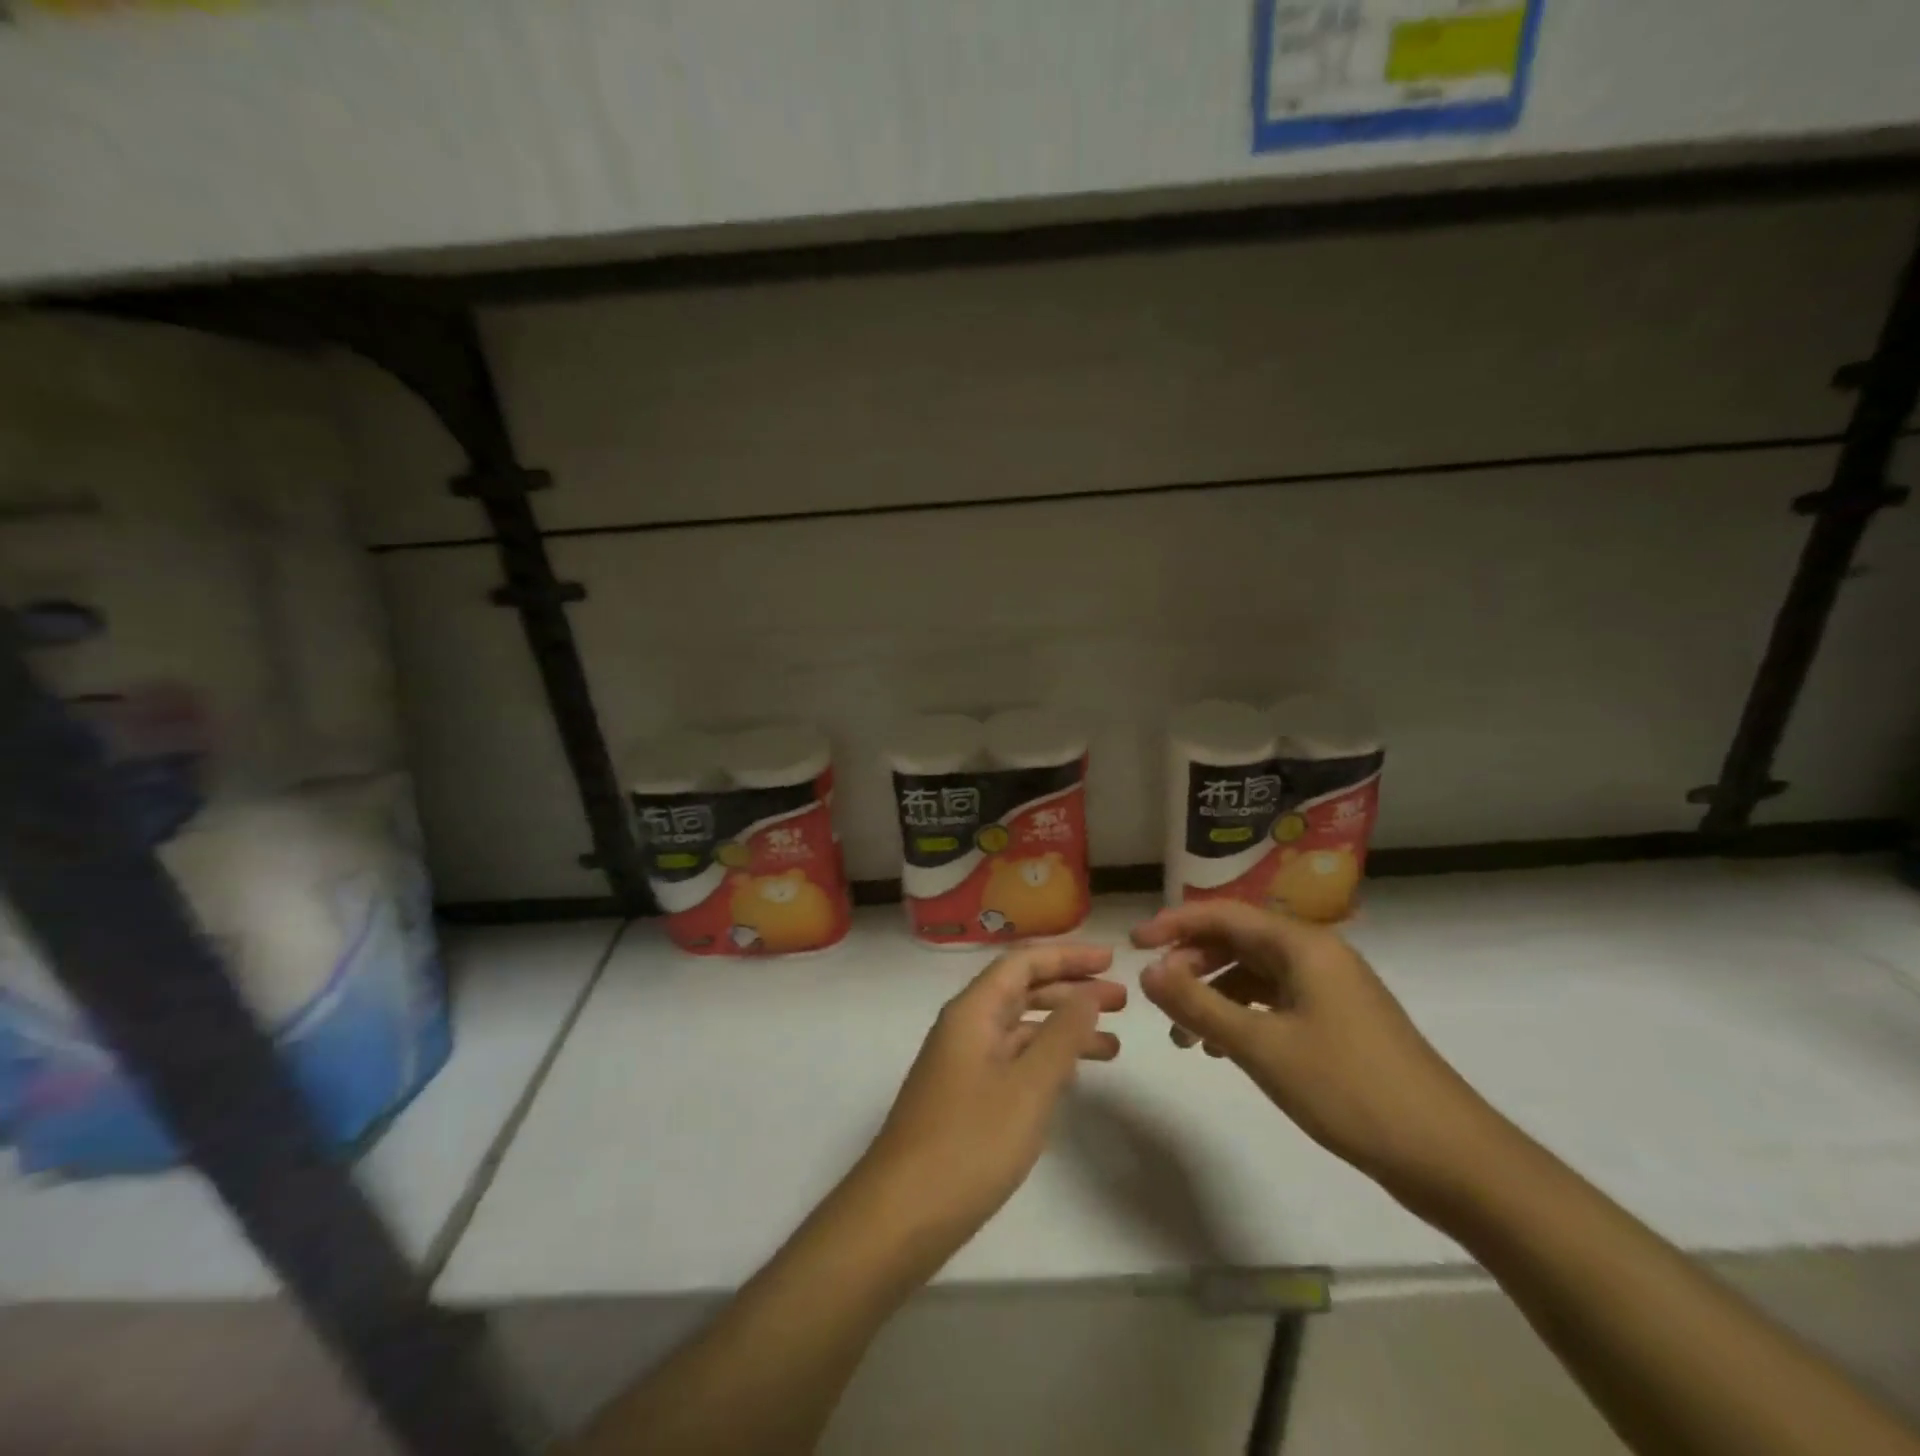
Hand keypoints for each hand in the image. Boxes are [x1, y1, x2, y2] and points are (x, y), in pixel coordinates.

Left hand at [858, 944, 1123, 1257]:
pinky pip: (1013, 1061)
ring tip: (1114, 1044)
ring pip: (1020, 1029)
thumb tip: (1087, 994)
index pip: (1023, 963)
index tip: (1112, 960)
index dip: (1068, 956)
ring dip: (1064, 1029)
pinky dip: (1046, 1061)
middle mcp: (966, 1027)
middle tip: (1122, 1001)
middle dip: (1071, 991)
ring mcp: (963, 1064)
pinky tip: (1074, 1078)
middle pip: (1022, 991)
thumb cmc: (969, 1143)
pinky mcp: (965, 1097)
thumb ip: (1062, 1036)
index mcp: (973, 1011)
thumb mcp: (1028, 1087)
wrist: (901, 1214)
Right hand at [1133, 900, 1496, 1200]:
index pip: (1224, 914)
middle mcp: (1317, 955)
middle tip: (1158, 996)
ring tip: (1185, 1035)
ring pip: (1255, 975)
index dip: (1174, 924)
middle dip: (1193, 963)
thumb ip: (1199, 1005)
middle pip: (1239, 941)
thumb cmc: (1350, 1089)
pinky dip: (1243, 1016)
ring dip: (1214, 995)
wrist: (1451, 1157)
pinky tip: (1223, 1048)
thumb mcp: (1262, 1047)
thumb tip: (1148, 972)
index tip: (1134, 945)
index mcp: (1303, 945)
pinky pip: (1276, 1002)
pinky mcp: (1340, 1023)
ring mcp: (1332, 990)